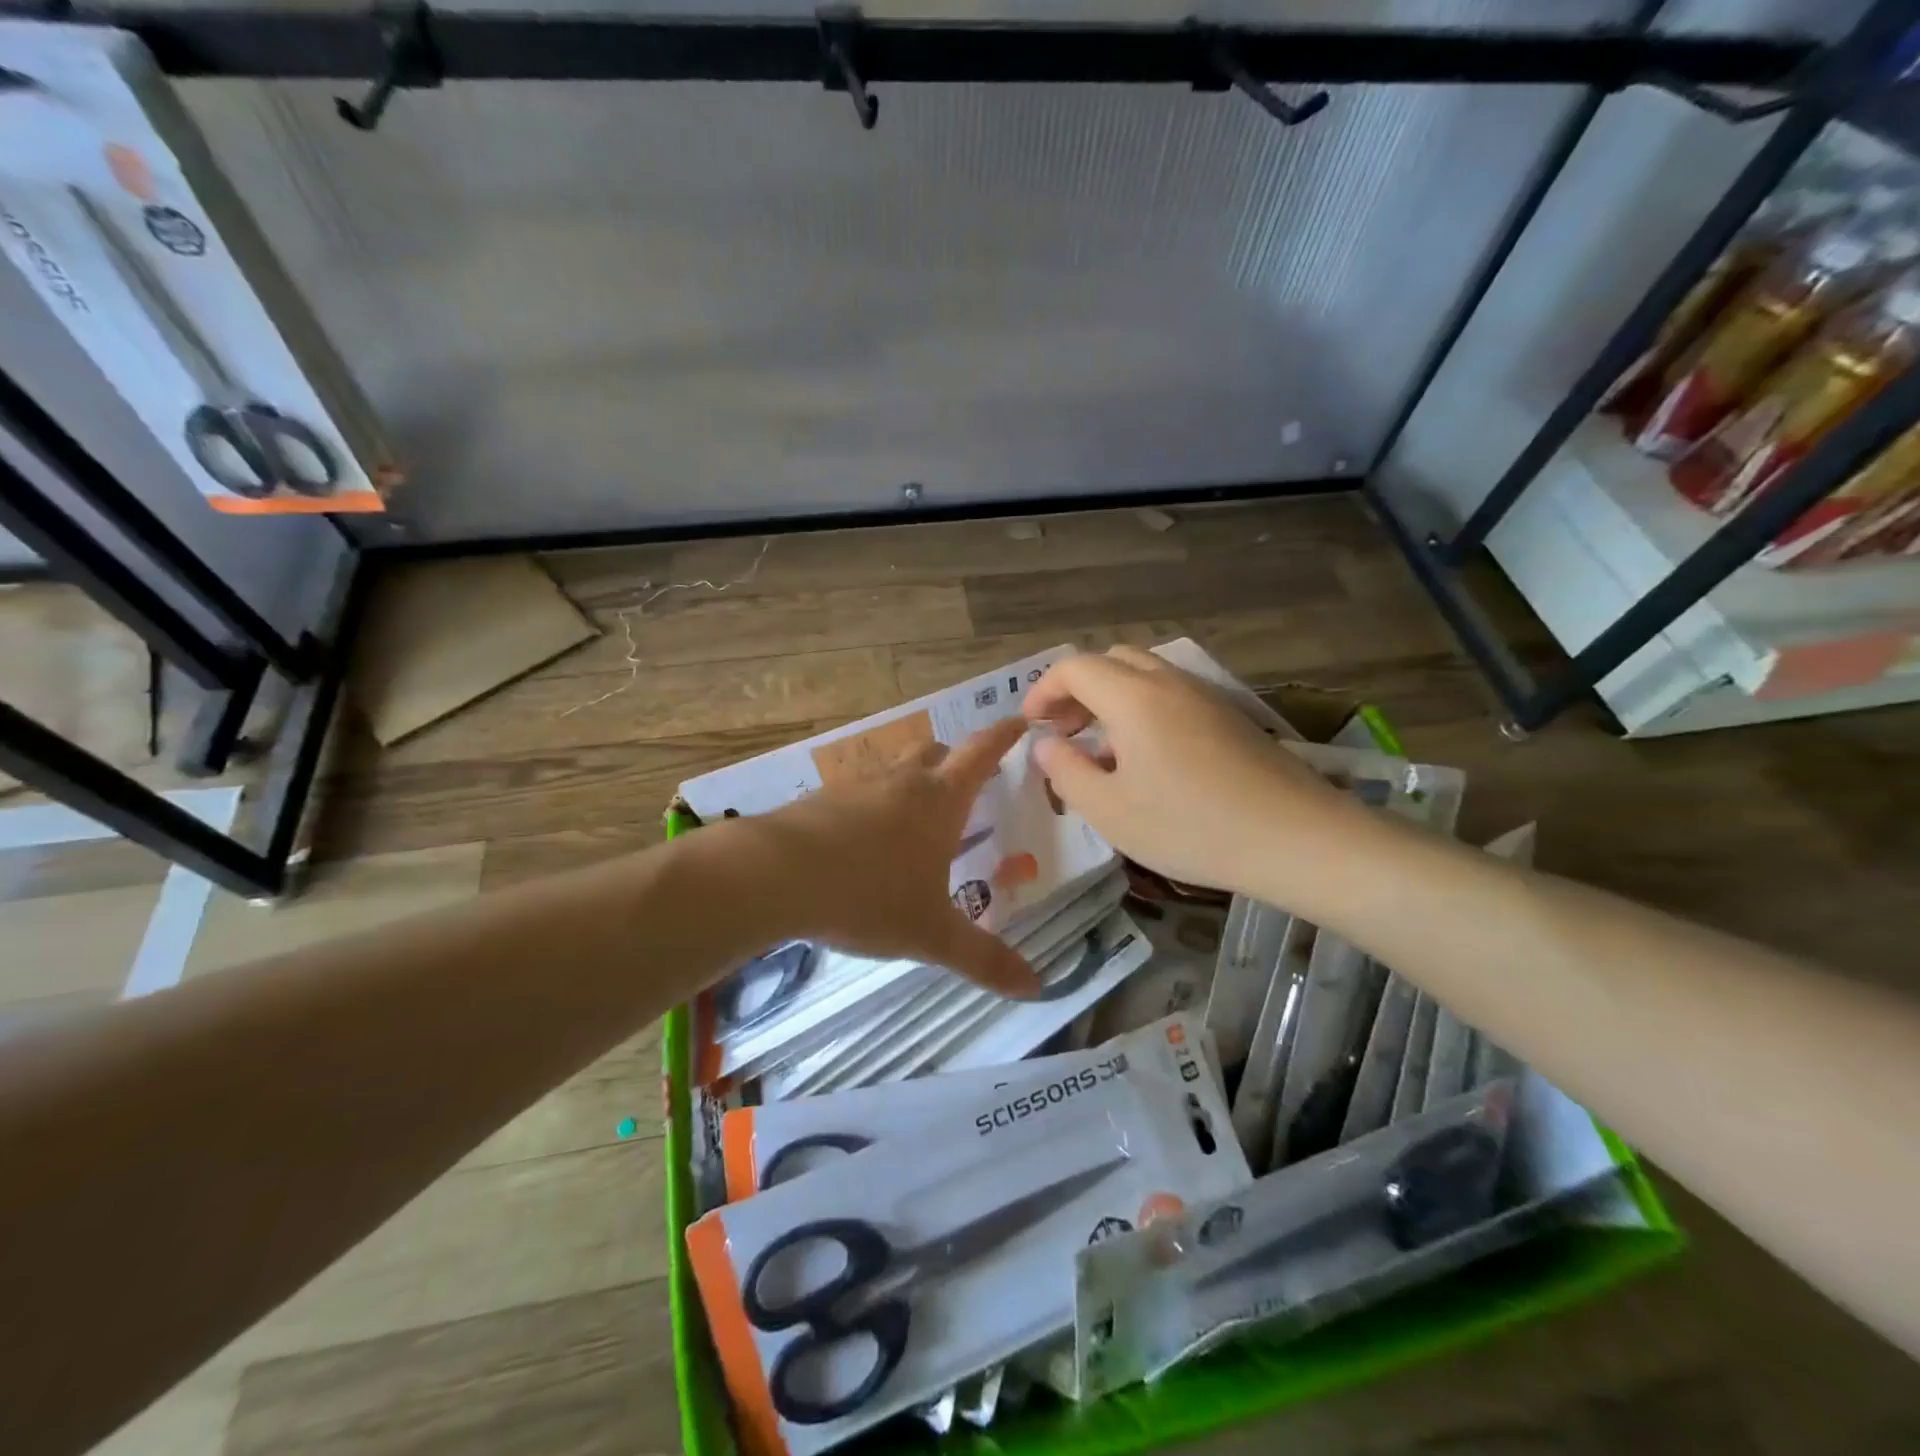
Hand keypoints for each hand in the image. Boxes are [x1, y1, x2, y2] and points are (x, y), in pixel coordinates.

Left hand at [739, 719, 1038, 996]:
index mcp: (939, 801)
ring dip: (910, 782)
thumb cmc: (868, 896)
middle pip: (934, 753)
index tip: (1019, 720)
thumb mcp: (931, 934)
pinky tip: (862, 839)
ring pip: (893, 770)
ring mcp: (856, 787)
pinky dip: (871, 805)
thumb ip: (983, 959)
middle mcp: (901, 782)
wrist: (774, 875)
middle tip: (965, 782)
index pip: (981, 753)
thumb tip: (1036, 987)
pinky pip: (857, 793)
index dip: (1003, 736)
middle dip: (953, 762)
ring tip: (914, 815)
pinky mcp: (820, 800)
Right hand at [1022, 647, 1367, 900]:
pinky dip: (1142, 709)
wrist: (1296, 838)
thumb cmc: (1191, 826)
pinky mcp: (1230, 716)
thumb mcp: (1111, 810)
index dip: (1043, 690)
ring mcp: (1205, 696)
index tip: (1031, 725)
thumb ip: (1067, 772)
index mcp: (1133, 697)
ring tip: (1101, 747)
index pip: (1074, 667)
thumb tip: (1046, 744)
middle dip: (1076, 689)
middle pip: (1111, 661)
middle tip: (1063, 731)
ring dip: (1110, 698)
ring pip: (1144, 676)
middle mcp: (1169, 682)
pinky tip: (1147, 758)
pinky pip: (1172, 695)